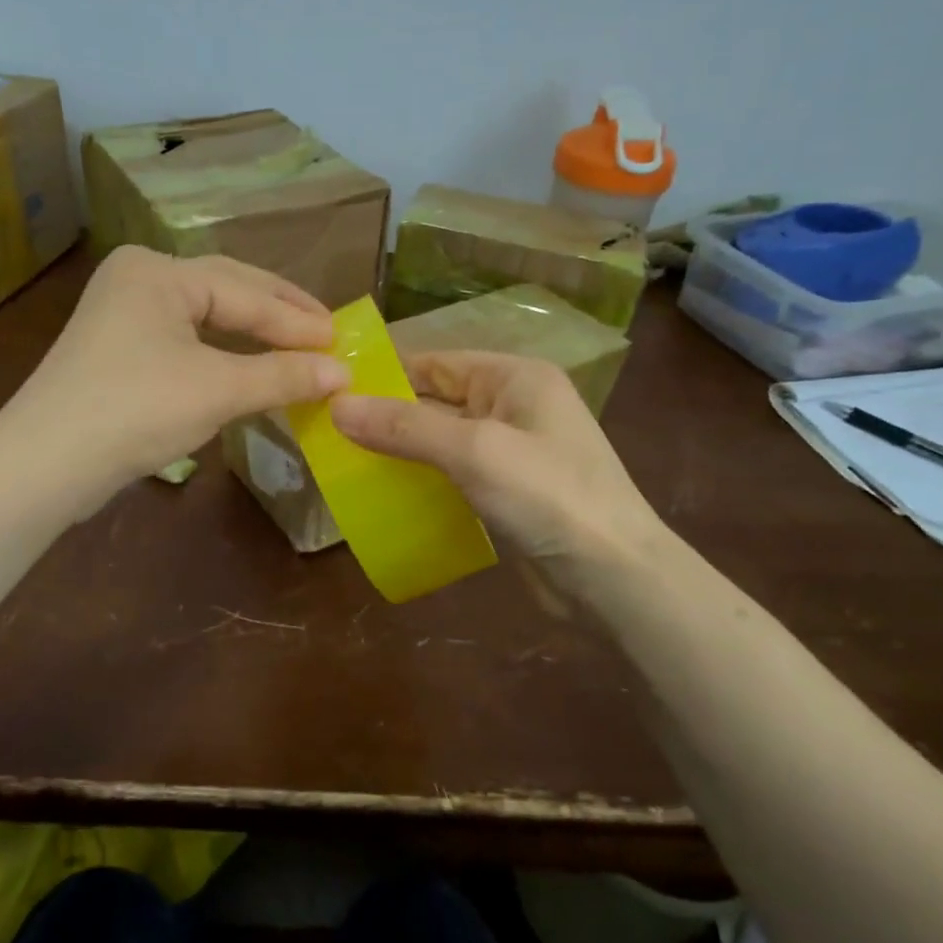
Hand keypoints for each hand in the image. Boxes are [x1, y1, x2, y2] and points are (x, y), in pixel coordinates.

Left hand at [3, 247, 348, 500]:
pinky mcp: (118, 347)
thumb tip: (343, 372)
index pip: (245, 293)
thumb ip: (283, 376)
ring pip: (205, 315)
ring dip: (252, 333)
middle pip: (226, 290)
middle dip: (278, 314)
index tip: (343, 341)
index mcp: (159, 271)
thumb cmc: (136, 411)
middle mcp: (139, 278)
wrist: (45, 464)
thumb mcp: (217, 390)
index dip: (297, 322)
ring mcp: (123, 312)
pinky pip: (185, 338)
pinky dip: (223, 351)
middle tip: (327, 332)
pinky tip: (249, 364)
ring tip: (298, 345)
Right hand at [329, 351, 669, 599]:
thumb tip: (335, 406)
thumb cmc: (549, 497)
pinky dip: (421, 480)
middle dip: (386, 417)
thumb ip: (404, 426)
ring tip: (343, 463)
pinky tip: (384, 495)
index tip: (329, 391)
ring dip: (400, 451)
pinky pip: (453, 474)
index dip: (383, 375)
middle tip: (326, 432)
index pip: (434, 362)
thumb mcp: (473, 451)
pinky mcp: (507, 492)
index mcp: (514, 377)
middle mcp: (513, 405)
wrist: (615, 580)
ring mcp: (512, 451)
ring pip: (440, 441)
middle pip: (435, 400)